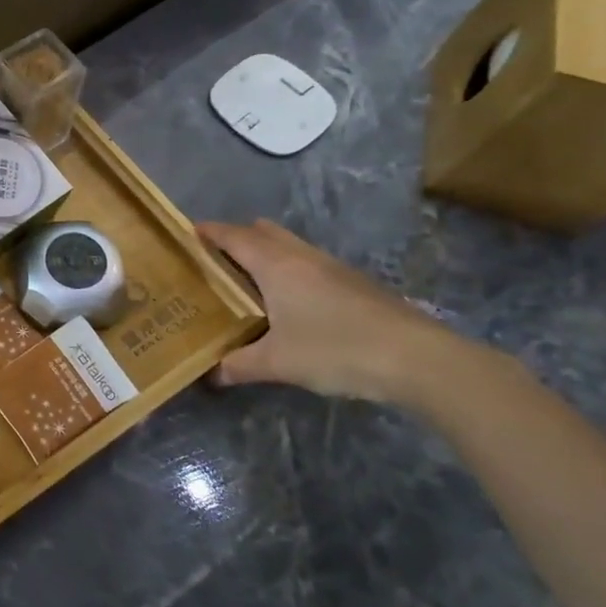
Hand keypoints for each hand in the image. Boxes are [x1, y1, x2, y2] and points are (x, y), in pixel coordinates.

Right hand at [197, 218, 457, 404]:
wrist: (419, 359)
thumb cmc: (337, 349)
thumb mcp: (278, 363)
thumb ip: (239, 365)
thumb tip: (210, 374)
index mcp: (276, 264)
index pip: (233, 236)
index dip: (208, 232)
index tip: (187, 234)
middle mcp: (302, 256)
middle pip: (262, 232)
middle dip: (237, 238)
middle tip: (215, 262)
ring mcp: (333, 268)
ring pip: (290, 246)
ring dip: (266, 254)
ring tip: (248, 282)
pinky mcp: (355, 284)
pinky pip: (309, 264)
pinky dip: (290, 271)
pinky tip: (290, 303)